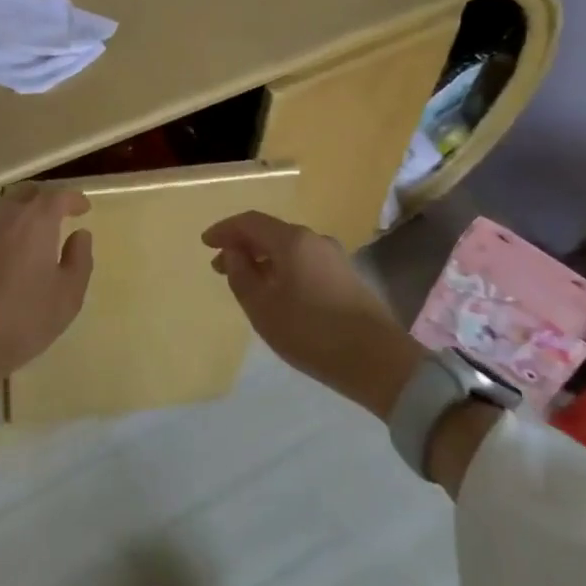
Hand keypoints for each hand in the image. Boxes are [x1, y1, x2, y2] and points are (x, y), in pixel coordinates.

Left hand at [0, 183, 93, 381]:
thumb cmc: (24, 320)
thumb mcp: (68, 296)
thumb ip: (79, 259)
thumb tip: (80, 234)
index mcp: (36, 221)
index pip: (59, 196)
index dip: (74, 199)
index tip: (83, 208)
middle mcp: (4, 214)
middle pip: (26, 193)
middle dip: (44, 200)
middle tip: (55, 216)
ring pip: (0, 207)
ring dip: (16, 213)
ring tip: (24, 233)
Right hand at [203, 211, 418, 413]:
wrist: (380, 363)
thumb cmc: (312, 333)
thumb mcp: (263, 307)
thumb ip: (241, 274)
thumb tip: (234, 251)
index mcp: (291, 240)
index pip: (249, 222)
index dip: (225, 230)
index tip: (205, 243)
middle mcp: (314, 239)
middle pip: (270, 233)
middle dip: (242, 246)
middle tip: (221, 267)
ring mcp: (335, 257)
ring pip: (289, 249)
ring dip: (264, 259)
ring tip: (247, 282)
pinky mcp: (347, 277)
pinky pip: (305, 262)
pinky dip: (283, 269)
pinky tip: (278, 293)